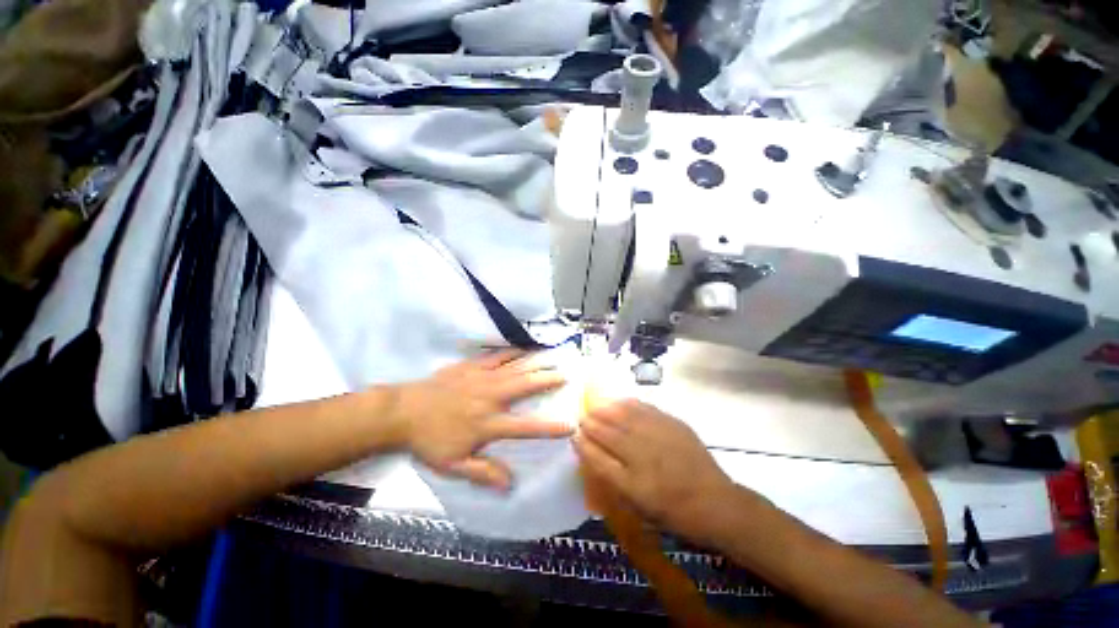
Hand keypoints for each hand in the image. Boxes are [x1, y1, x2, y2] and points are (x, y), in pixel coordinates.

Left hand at [389, 350, 570, 490]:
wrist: (403, 411)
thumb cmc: (429, 440)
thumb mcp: (453, 465)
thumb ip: (483, 473)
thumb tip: (510, 485)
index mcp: (487, 424)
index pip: (524, 427)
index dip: (548, 428)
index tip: (570, 425)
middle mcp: (490, 398)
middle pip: (524, 387)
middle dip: (547, 381)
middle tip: (565, 375)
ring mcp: (482, 378)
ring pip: (514, 369)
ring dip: (535, 363)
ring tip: (552, 357)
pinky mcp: (472, 366)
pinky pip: (497, 357)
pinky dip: (512, 353)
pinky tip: (524, 349)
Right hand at [575, 400, 742, 541]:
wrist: (715, 502)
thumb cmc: (673, 511)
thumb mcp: (639, 505)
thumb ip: (612, 477)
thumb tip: (592, 452)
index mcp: (633, 483)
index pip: (598, 457)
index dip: (583, 444)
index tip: (574, 434)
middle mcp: (643, 455)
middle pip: (607, 432)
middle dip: (590, 422)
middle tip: (582, 417)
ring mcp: (658, 436)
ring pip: (623, 415)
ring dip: (605, 409)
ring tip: (595, 406)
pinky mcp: (672, 423)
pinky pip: (644, 408)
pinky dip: (627, 404)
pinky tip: (620, 402)